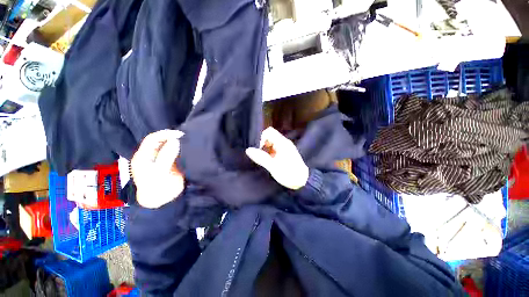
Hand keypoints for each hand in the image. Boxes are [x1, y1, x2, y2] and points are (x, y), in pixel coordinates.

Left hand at [131, 130, 184, 208]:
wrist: (164, 202)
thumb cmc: (158, 188)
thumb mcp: (160, 172)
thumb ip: (166, 155)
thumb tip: (175, 140)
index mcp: (143, 156)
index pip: (152, 139)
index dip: (165, 134)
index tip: (180, 134)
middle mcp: (151, 155)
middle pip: (160, 141)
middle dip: (172, 137)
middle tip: (186, 137)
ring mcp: (161, 159)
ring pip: (168, 145)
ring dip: (177, 142)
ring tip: (188, 141)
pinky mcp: (169, 162)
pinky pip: (174, 152)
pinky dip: (181, 148)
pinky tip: (187, 148)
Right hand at [246, 127, 308, 189]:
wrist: (302, 181)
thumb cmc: (288, 173)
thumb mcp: (273, 166)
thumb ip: (261, 157)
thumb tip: (248, 150)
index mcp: (282, 143)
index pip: (269, 132)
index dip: (262, 139)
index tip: (261, 150)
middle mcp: (284, 142)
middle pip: (270, 137)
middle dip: (264, 145)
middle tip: (263, 157)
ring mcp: (286, 147)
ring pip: (272, 143)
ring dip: (267, 150)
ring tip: (267, 160)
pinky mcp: (286, 153)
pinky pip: (276, 148)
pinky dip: (271, 153)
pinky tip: (271, 162)